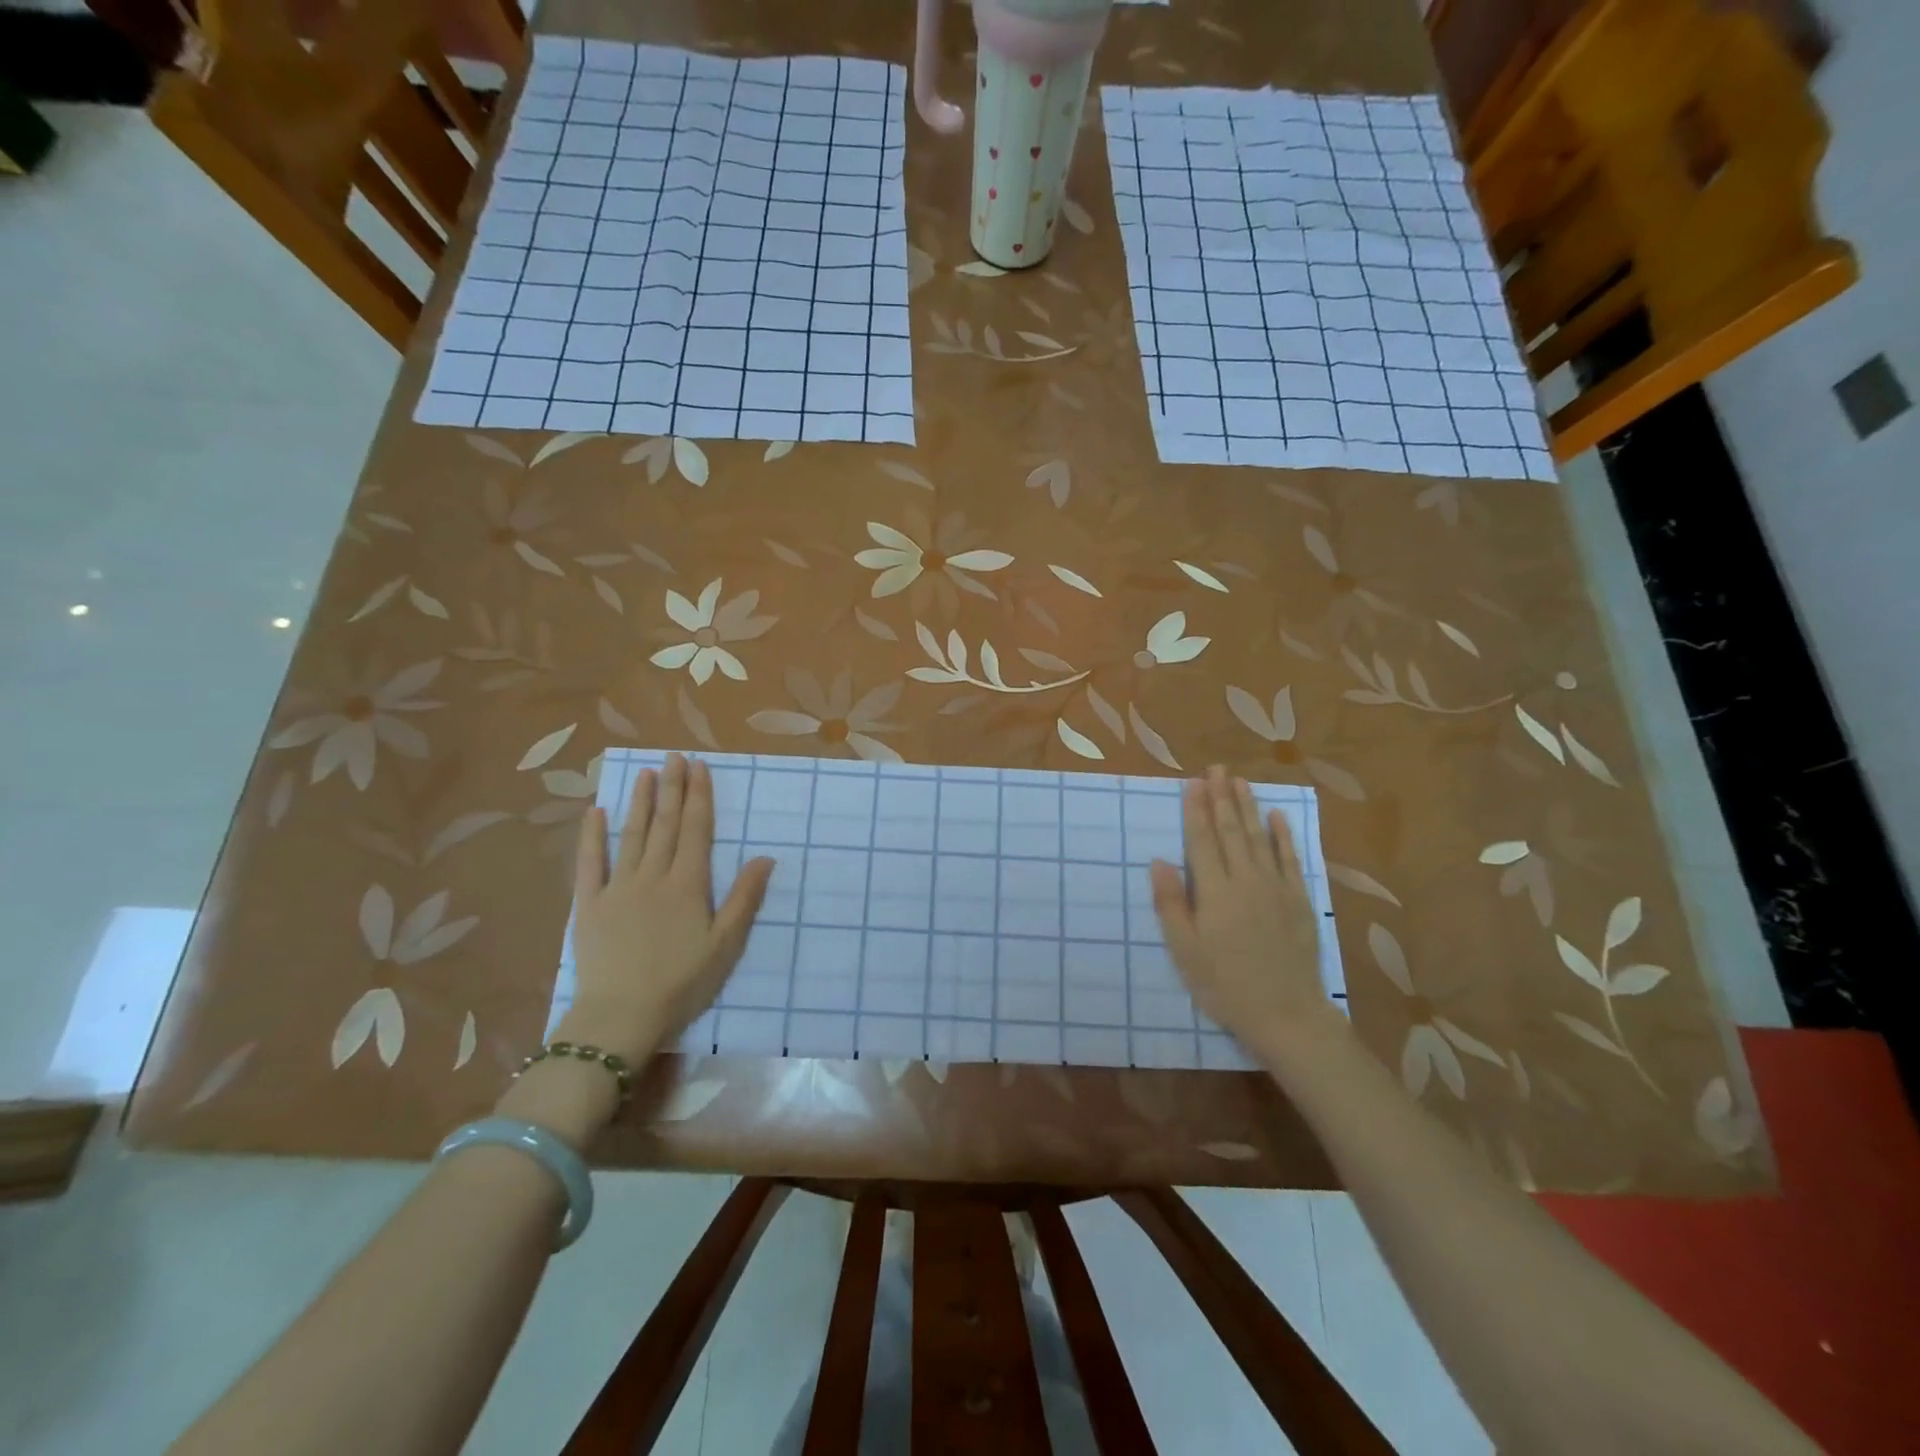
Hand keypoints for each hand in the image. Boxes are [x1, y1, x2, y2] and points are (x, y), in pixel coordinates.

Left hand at [566, 753, 774, 1063]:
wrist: (621, 1016)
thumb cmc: (681, 983)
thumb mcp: (725, 945)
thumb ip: (744, 898)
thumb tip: (765, 857)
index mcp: (688, 885)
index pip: (695, 830)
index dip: (698, 797)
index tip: (699, 767)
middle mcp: (652, 876)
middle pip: (664, 825)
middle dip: (672, 788)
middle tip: (674, 757)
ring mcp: (617, 888)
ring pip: (631, 836)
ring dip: (640, 803)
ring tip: (645, 773)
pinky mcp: (588, 905)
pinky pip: (589, 864)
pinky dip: (592, 837)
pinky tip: (596, 813)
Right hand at [1150, 766, 1342, 1057]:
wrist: (1285, 1014)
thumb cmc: (1224, 985)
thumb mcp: (1184, 950)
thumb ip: (1170, 903)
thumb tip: (1159, 860)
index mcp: (1214, 891)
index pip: (1202, 840)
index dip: (1196, 810)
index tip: (1193, 783)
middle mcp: (1246, 880)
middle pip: (1231, 830)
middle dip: (1221, 797)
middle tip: (1217, 768)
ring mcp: (1276, 888)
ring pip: (1259, 837)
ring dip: (1248, 807)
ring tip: (1239, 781)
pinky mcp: (1298, 901)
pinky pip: (1289, 859)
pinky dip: (1283, 836)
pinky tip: (1277, 816)